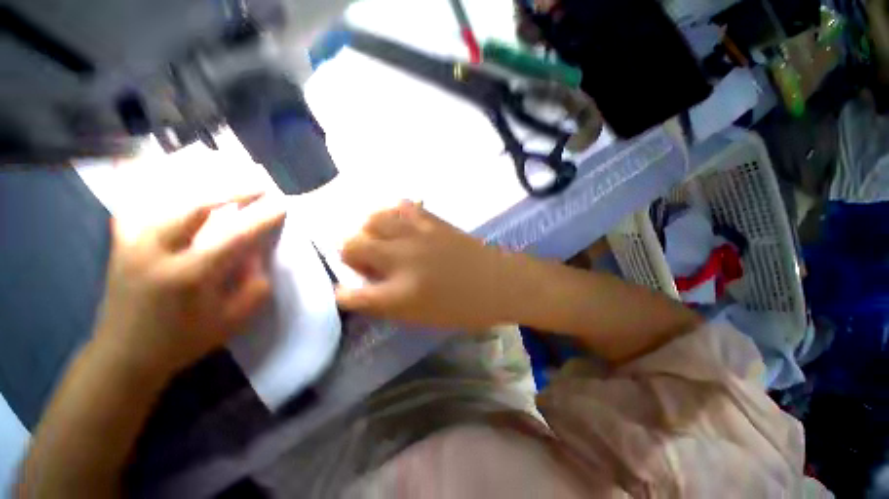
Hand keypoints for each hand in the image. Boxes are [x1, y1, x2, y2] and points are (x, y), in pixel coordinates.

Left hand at [92, 194, 285, 377]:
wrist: (124, 355)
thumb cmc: (183, 341)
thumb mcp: (232, 321)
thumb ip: (254, 286)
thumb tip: (256, 254)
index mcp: (189, 276)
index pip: (234, 236)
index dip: (261, 218)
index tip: (281, 204)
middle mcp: (156, 251)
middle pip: (196, 206)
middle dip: (232, 191)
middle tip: (258, 186)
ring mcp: (132, 243)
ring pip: (166, 199)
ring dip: (202, 187)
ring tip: (226, 181)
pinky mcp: (120, 242)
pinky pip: (137, 204)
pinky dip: (152, 187)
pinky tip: (165, 176)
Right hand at [335, 201, 514, 330]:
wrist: (499, 281)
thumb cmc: (463, 307)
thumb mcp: (421, 317)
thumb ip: (388, 303)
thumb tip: (365, 287)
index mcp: (399, 295)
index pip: (350, 295)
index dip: (342, 295)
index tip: (345, 293)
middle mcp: (402, 260)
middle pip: (350, 245)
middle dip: (350, 255)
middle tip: (367, 263)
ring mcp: (417, 234)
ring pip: (371, 219)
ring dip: (369, 231)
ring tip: (381, 241)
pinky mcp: (432, 220)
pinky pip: (401, 206)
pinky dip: (394, 216)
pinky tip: (401, 226)